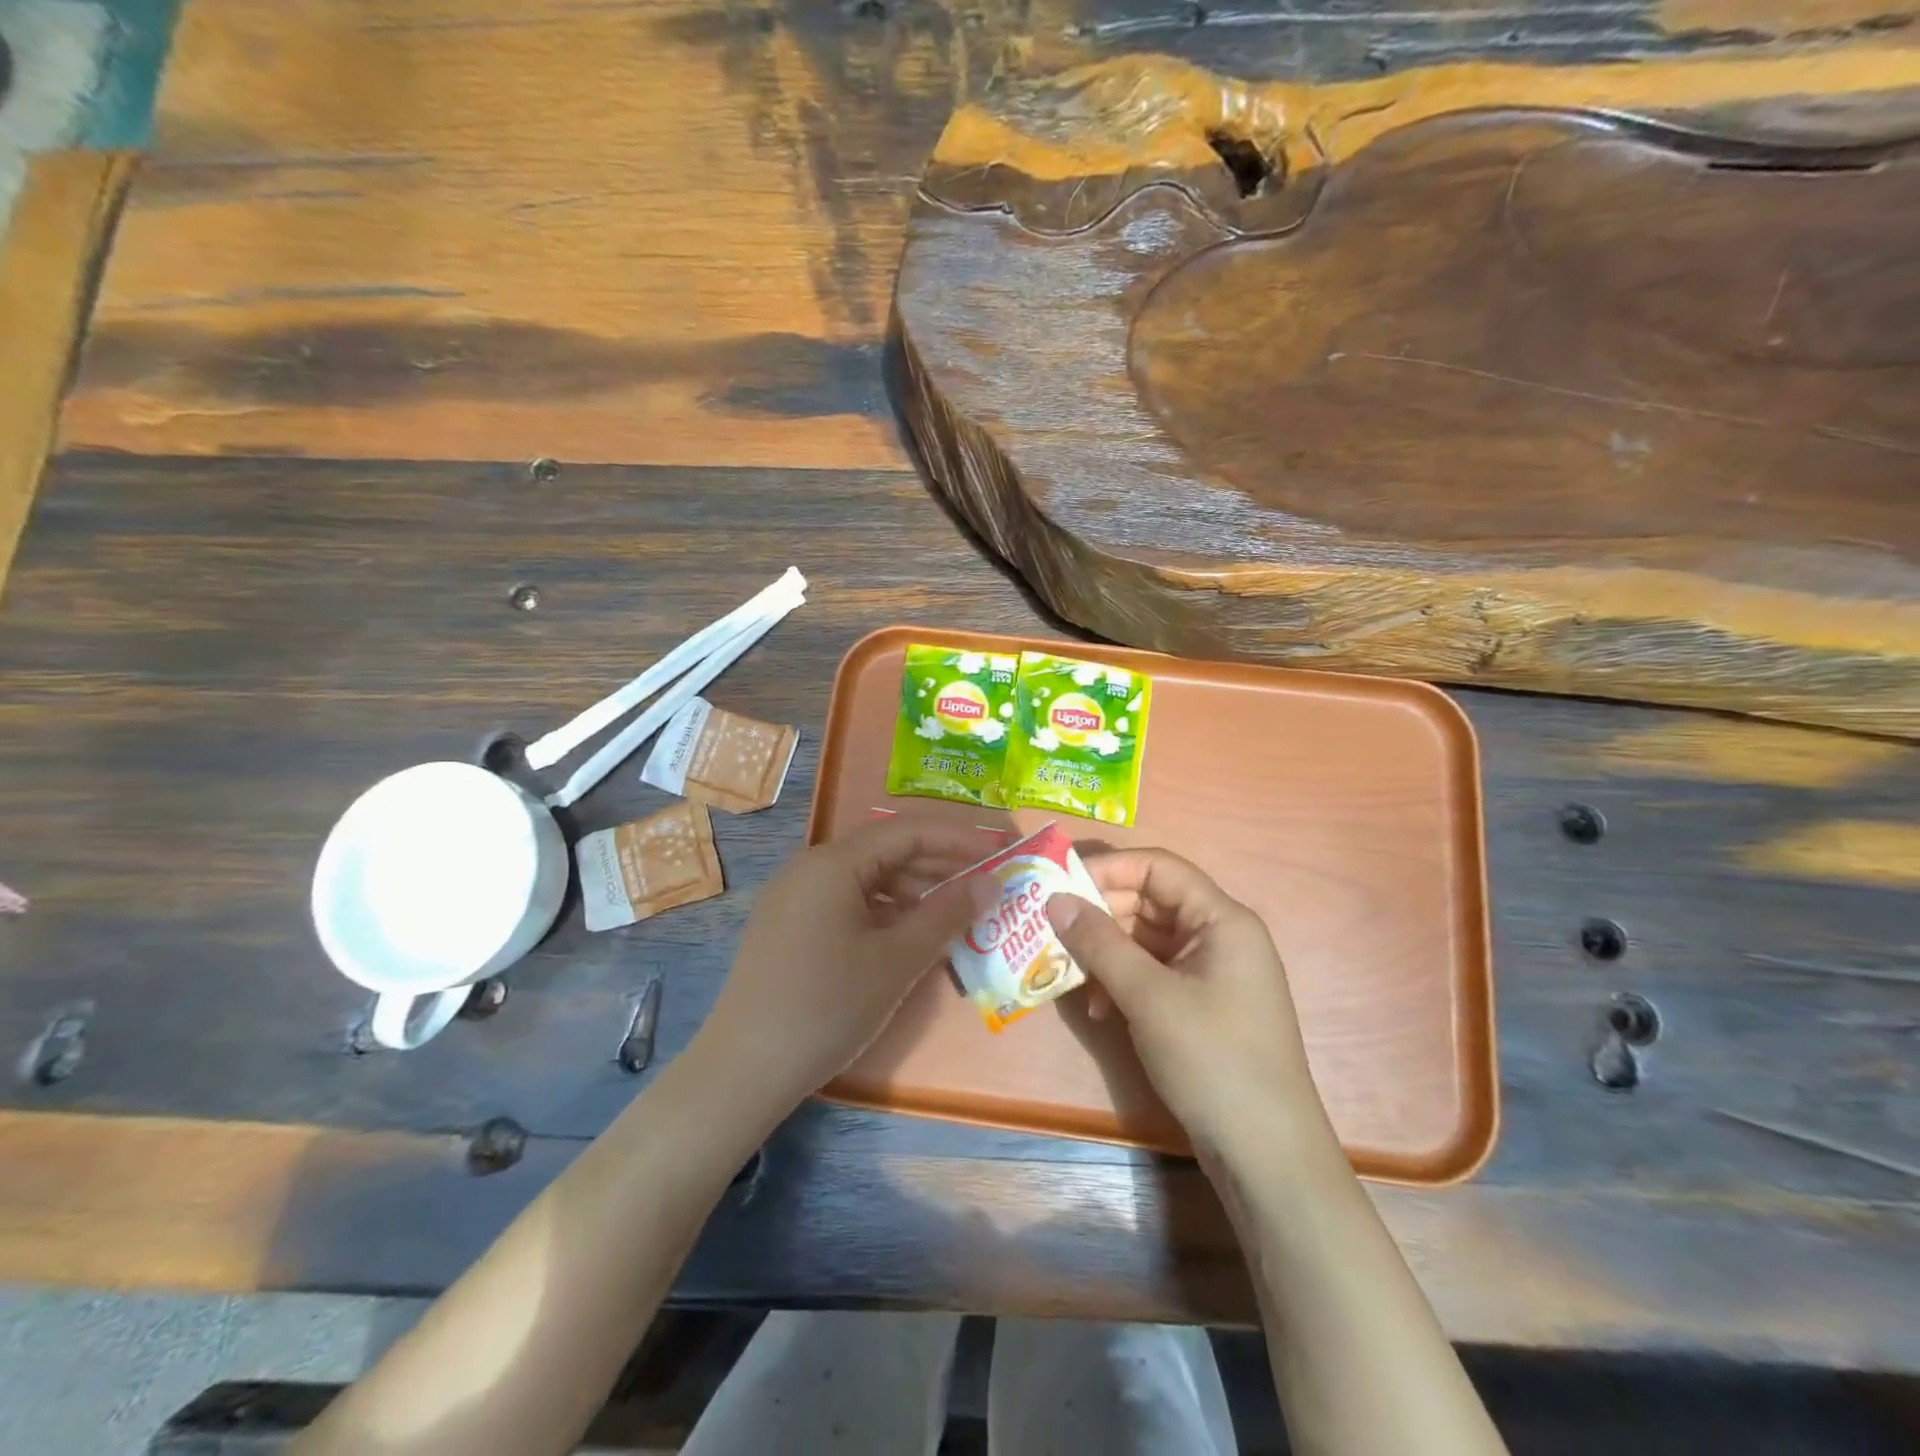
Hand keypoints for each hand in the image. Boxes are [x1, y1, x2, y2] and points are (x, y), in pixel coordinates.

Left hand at [694, 817, 995, 1117]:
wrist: (743, 1070)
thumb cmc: (827, 1007)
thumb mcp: (897, 961)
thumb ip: (947, 915)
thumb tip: (990, 883)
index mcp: (833, 863)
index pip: (908, 831)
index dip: (959, 838)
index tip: (1001, 849)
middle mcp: (810, 867)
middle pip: (886, 849)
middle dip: (940, 862)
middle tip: (987, 880)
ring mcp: (795, 895)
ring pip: (867, 877)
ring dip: (914, 889)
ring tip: (956, 911)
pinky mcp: (789, 924)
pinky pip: (847, 901)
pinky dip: (885, 910)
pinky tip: (909, 933)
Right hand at [1046, 850, 1333, 1163]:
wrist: (1265, 1155)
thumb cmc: (1211, 1059)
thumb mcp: (1148, 996)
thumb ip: (1099, 942)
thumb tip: (1054, 899)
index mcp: (1221, 919)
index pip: (1158, 867)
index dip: (1108, 869)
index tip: (1058, 884)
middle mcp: (1219, 935)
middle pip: (1149, 901)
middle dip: (1099, 913)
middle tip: (1050, 928)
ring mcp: (1211, 972)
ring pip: (1145, 938)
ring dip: (1105, 951)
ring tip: (1066, 970)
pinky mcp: (1200, 1004)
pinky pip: (1152, 972)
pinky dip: (1122, 980)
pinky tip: (1098, 1007)